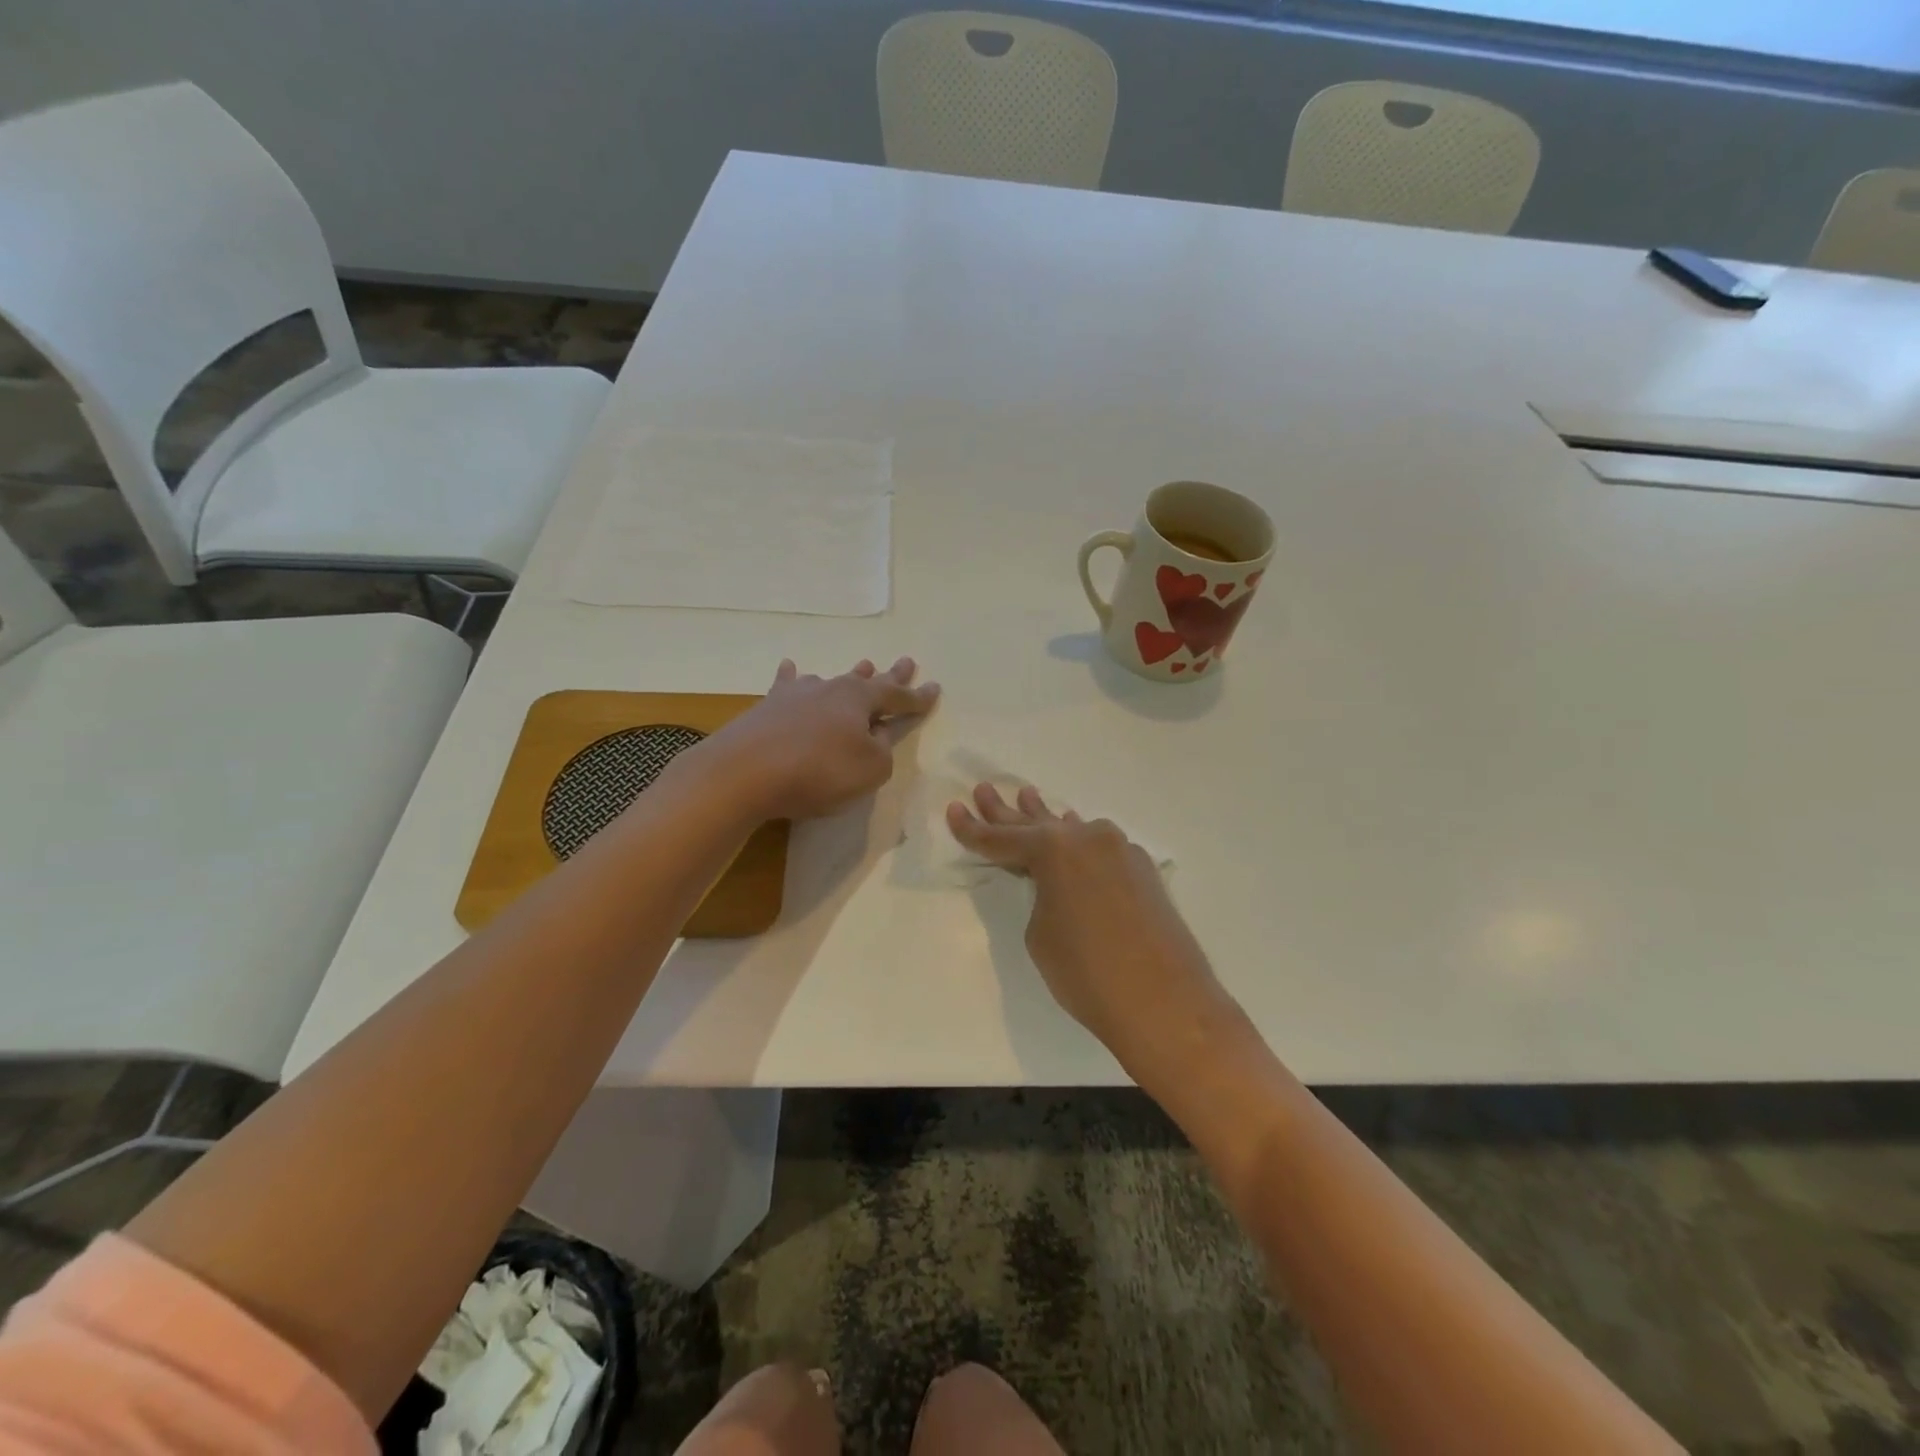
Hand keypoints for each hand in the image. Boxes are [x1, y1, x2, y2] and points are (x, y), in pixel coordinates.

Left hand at [703, 657, 938, 820]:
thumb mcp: (869, 770)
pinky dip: (792, 678)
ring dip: (849, 675)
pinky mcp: (766, 709)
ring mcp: (795, 696)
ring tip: (862, 665)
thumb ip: (881, 752)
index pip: (897, 696)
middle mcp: (830, 689)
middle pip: (866, 680)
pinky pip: (786, 687)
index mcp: (859, 701)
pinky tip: (790, 667)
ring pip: (829, 681)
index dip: (917, 697)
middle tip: (907, 661)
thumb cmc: (818, 771)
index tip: (934, 688)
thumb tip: (875, 738)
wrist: (743, 772)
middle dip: (889, 674)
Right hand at [946, 784, 1236, 1078]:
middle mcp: (1088, 839)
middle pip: (1037, 824)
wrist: (1166, 1003)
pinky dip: (1078, 841)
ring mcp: (1120, 851)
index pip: (1002, 839)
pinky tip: (1072, 832)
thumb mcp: (1041, 935)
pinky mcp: (1142, 871)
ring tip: (1026, 795)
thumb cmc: (1087, 973)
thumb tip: (1056, 887)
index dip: (974, 829)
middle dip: (1007, 812)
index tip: (953, 810)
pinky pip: (1098, 846)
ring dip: (1047, 819)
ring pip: (1072, 830)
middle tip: (985, 790)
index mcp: (1054, 850)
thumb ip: (1040, 898)